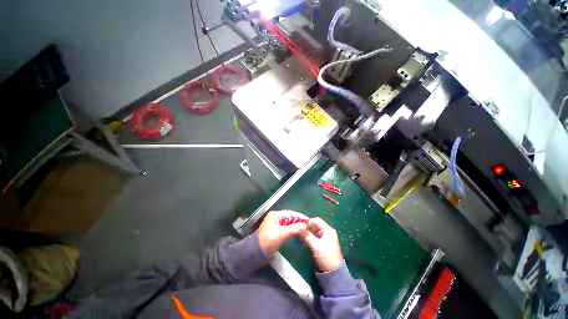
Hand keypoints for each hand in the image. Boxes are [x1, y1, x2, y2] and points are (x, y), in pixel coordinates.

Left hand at [257, 210, 307, 255]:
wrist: (256, 253)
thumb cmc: (269, 241)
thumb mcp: (282, 234)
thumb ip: (294, 229)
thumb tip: (305, 225)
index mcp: (275, 215)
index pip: (290, 213)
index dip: (300, 217)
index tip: (308, 220)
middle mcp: (275, 217)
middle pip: (289, 218)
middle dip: (298, 222)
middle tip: (307, 226)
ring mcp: (275, 224)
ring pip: (288, 223)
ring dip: (295, 226)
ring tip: (304, 229)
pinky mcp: (275, 231)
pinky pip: (285, 228)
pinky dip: (291, 230)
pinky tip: (297, 233)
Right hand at [300, 217, 342, 271]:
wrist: (333, 272)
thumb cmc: (326, 256)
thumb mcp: (315, 245)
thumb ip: (307, 235)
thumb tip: (299, 227)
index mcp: (328, 230)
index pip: (317, 221)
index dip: (309, 222)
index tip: (300, 225)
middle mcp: (327, 232)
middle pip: (316, 225)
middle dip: (307, 227)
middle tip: (299, 230)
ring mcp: (326, 238)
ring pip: (315, 231)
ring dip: (308, 232)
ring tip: (300, 235)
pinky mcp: (323, 243)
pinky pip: (315, 236)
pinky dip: (310, 237)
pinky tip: (304, 239)